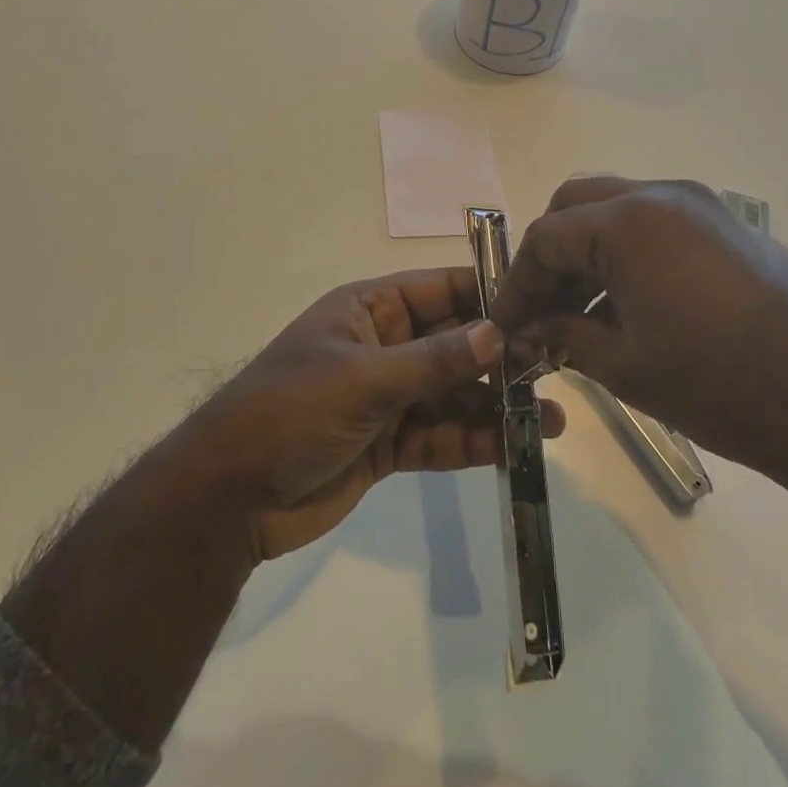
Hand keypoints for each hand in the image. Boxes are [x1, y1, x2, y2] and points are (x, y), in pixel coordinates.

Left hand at [181, 267, 564, 561]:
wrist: (230, 497)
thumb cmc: (290, 412)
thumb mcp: (363, 379)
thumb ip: (433, 360)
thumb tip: (497, 333)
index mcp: (371, 310)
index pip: (441, 290)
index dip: (488, 295)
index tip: (541, 305)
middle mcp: (386, 346)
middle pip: (455, 343)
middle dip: (501, 357)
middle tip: (557, 369)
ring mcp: (389, 396)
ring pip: (454, 393)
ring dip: (497, 405)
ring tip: (551, 420)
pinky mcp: (390, 443)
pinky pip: (441, 434)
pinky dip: (474, 440)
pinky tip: (514, 447)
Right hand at [490, 176, 787, 501]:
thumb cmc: (719, 385)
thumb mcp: (625, 366)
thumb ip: (563, 338)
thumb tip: (525, 336)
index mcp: (628, 221)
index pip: (546, 237)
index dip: (518, 283)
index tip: (504, 325)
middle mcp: (662, 195)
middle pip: (578, 206)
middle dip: (550, 256)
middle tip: (540, 309)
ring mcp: (702, 206)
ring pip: (618, 211)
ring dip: (589, 254)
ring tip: (580, 316)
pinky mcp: (730, 228)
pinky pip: (658, 226)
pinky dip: (628, 256)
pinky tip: (628, 308)